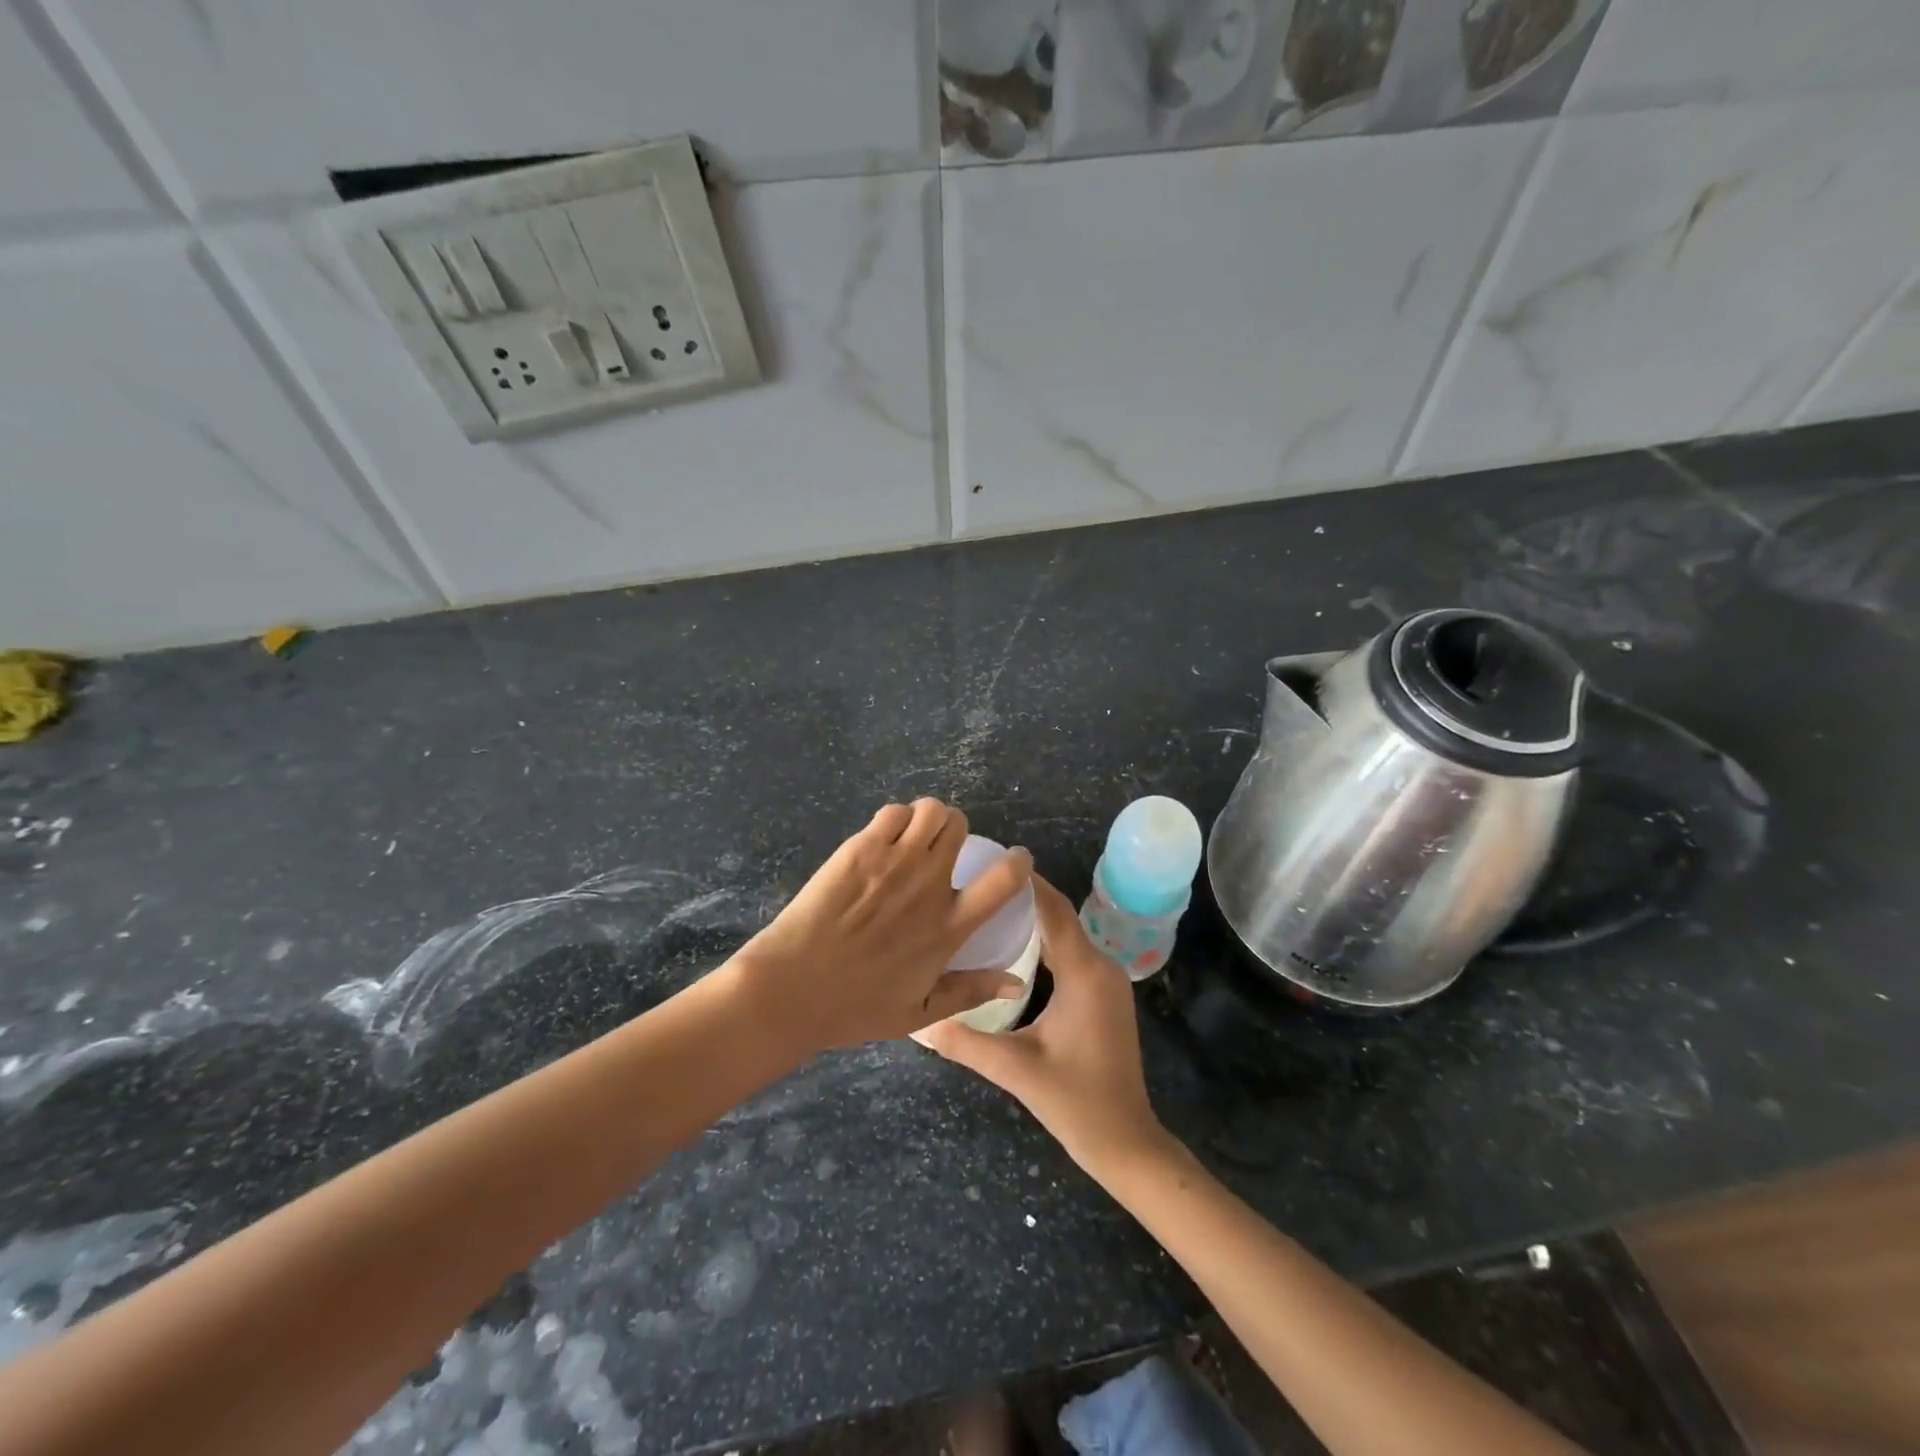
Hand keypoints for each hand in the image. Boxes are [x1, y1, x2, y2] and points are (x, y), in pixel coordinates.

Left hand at [731, 799, 1032, 1050]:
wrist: (792, 988)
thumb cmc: (854, 1007)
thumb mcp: (919, 1013)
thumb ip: (969, 991)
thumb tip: (1017, 981)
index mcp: (948, 927)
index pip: (1002, 882)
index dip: (1017, 863)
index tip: (1017, 859)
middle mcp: (929, 885)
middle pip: (959, 827)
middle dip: (955, 830)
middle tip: (939, 846)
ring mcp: (895, 861)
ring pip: (930, 810)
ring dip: (927, 818)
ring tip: (913, 836)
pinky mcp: (861, 848)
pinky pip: (892, 812)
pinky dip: (895, 819)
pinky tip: (882, 839)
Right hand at [915, 874, 1168, 1174]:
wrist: (1125, 1141)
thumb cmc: (1075, 1102)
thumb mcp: (1015, 1069)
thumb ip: (964, 1041)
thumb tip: (916, 1022)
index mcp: (1084, 972)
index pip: (1053, 910)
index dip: (1024, 883)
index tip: (989, 859)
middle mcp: (1100, 965)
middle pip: (1059, 915)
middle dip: (1021, 895)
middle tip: (976, 882)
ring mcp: (1106, 979)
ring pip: (1066, 933)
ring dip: (1032, 917)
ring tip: (987, 906)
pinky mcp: (1103, 993)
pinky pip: (1071, 952)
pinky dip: (1044, 939)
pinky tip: (1012, 945)